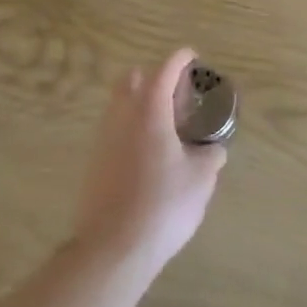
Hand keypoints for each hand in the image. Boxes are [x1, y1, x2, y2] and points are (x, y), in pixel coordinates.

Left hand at [72, 49, 226, 274]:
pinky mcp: (93, 163)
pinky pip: (114, 131)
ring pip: (120, 106)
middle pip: (132, 80)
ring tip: (166, 127)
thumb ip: (210, 155)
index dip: (180, 59)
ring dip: (140, 104)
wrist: (112, 248)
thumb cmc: (163, 204)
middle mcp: (121, 116)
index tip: (193, 58)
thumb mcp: (201, 179)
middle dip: (154, 78)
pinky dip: (131, 130)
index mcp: (149, 111)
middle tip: (176, 96)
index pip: (165, 70)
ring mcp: (102, 139)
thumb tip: (212, 149)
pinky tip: (149, 156)